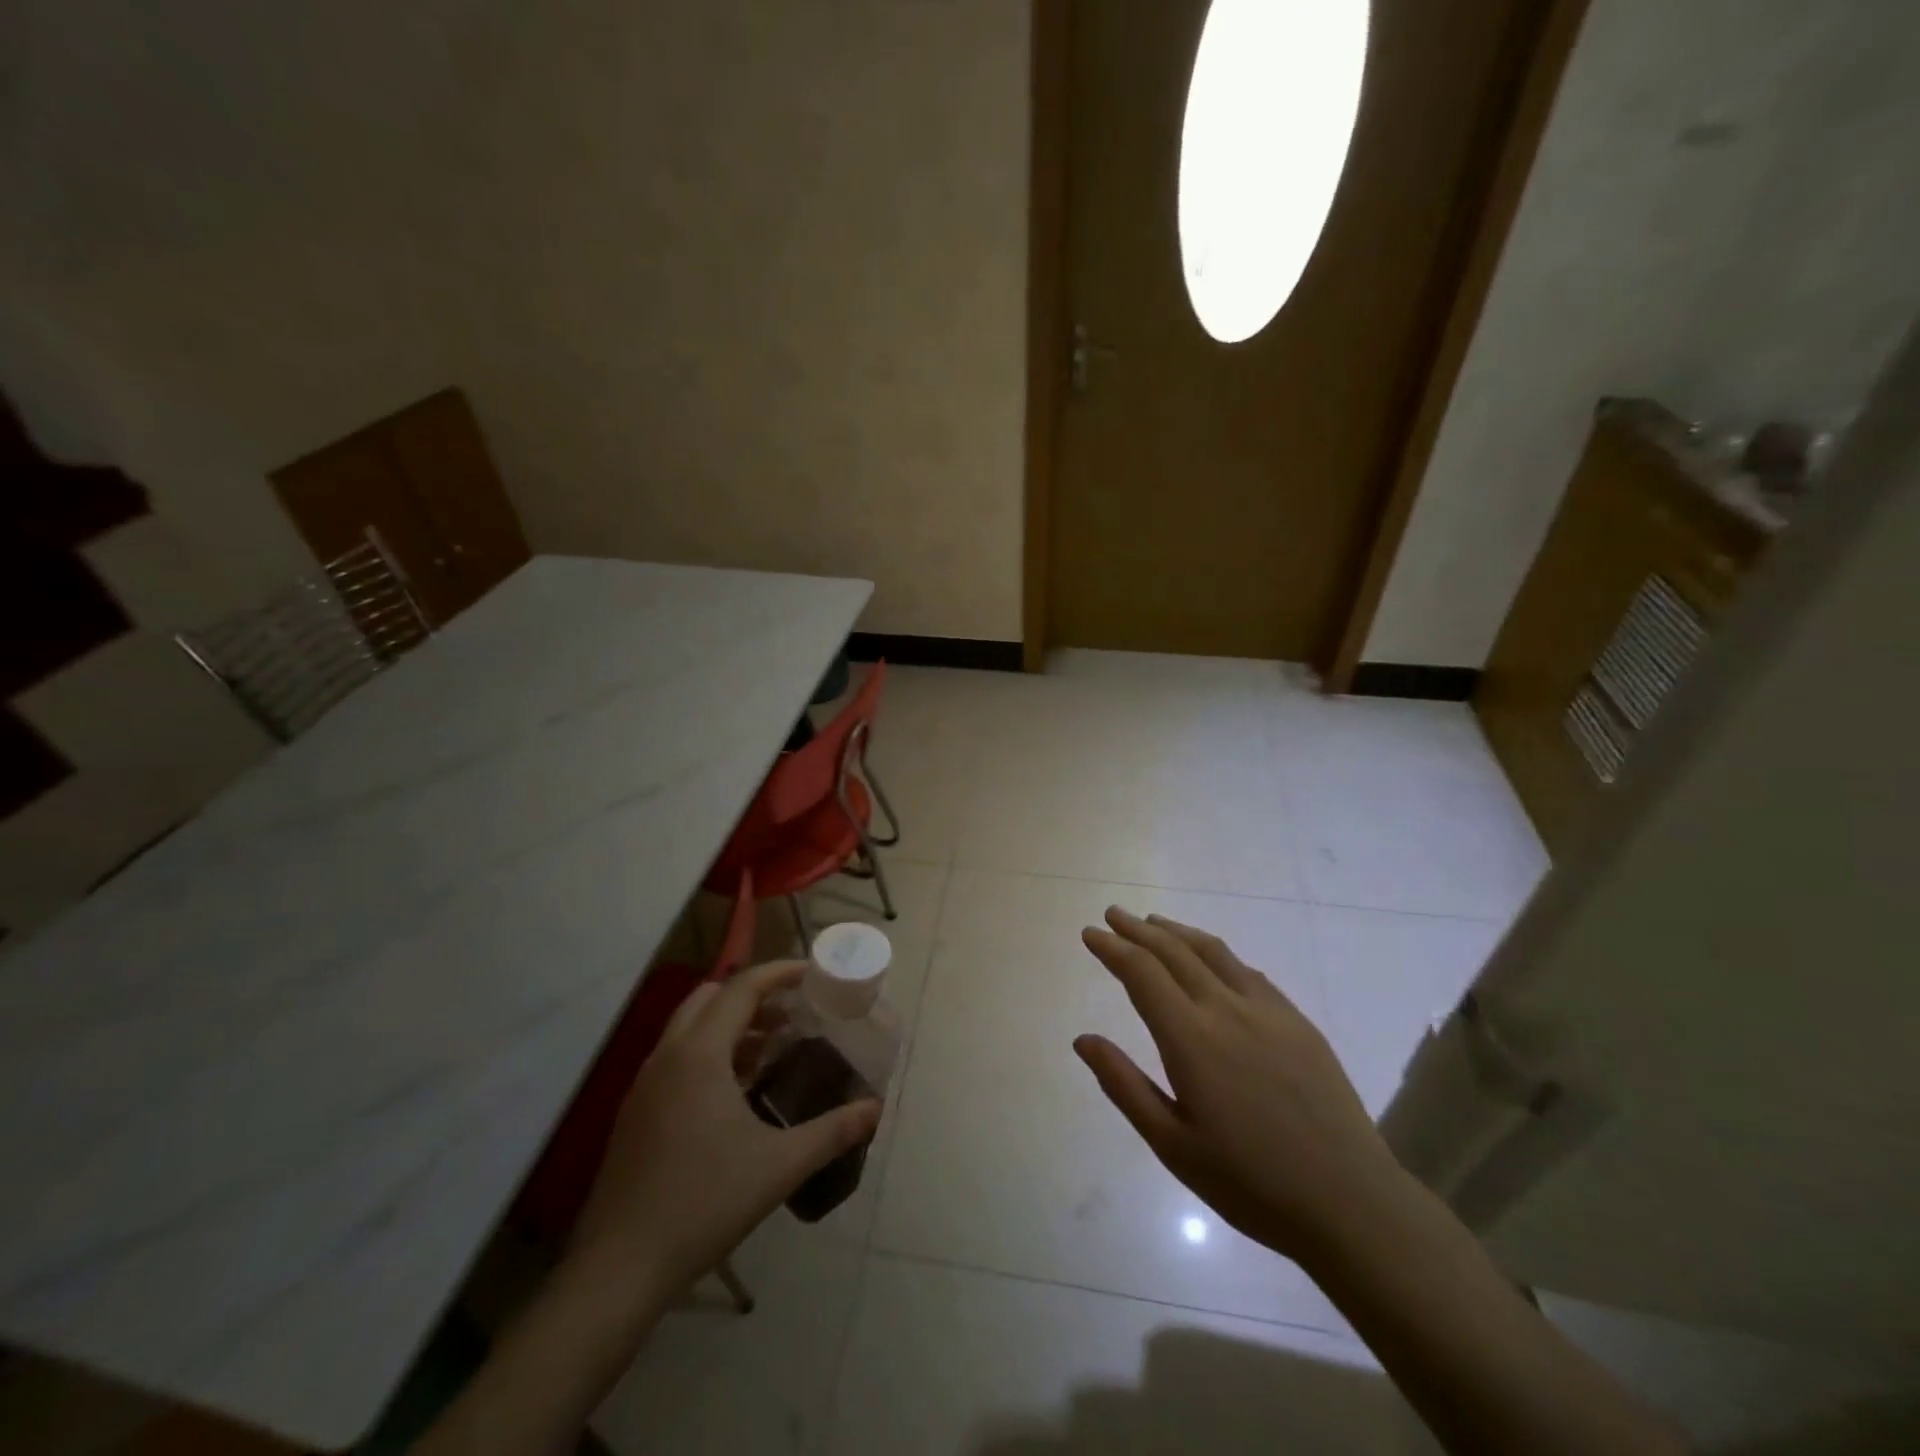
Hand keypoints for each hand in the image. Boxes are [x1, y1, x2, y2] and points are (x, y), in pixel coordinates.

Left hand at [569, 960, 880, 1298]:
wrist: (617, 1270)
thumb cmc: (702, 1203)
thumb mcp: (779, 1166)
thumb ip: (832, 1132)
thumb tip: (875, 1109)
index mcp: (699, 1055)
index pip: (742, 988)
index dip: (780, 972)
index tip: (813, 973)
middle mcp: (667, 1056)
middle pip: (711, 997)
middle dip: (753, 995)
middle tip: (792, 1013)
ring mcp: (645, 1085)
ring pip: (690, 1027)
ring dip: (730, 1025)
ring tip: (771, 1051)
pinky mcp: (635, 1113)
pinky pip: (677, 1058)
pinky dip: (710, 1053)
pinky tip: (736, 1094)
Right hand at [1075, 907, 1414, 1266]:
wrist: (1350, 1203)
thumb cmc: (1250, 1183)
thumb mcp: (1172, 1145)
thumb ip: (1124, 1086)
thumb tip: (1083, 1040)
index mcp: (1191, 1038)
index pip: (1142, 973)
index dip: (1113, 948)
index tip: (1090, 933)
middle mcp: (1227, 1009)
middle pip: (1174, 951)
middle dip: (1138, 930)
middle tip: (1113, 915)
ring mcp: (1268, 1011)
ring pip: (1213, 952)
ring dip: (1177, 932)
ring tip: (1153, 922)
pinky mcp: (1298, 1022)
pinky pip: (1248, 971)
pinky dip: (1217, 954)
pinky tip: (1211, 959)